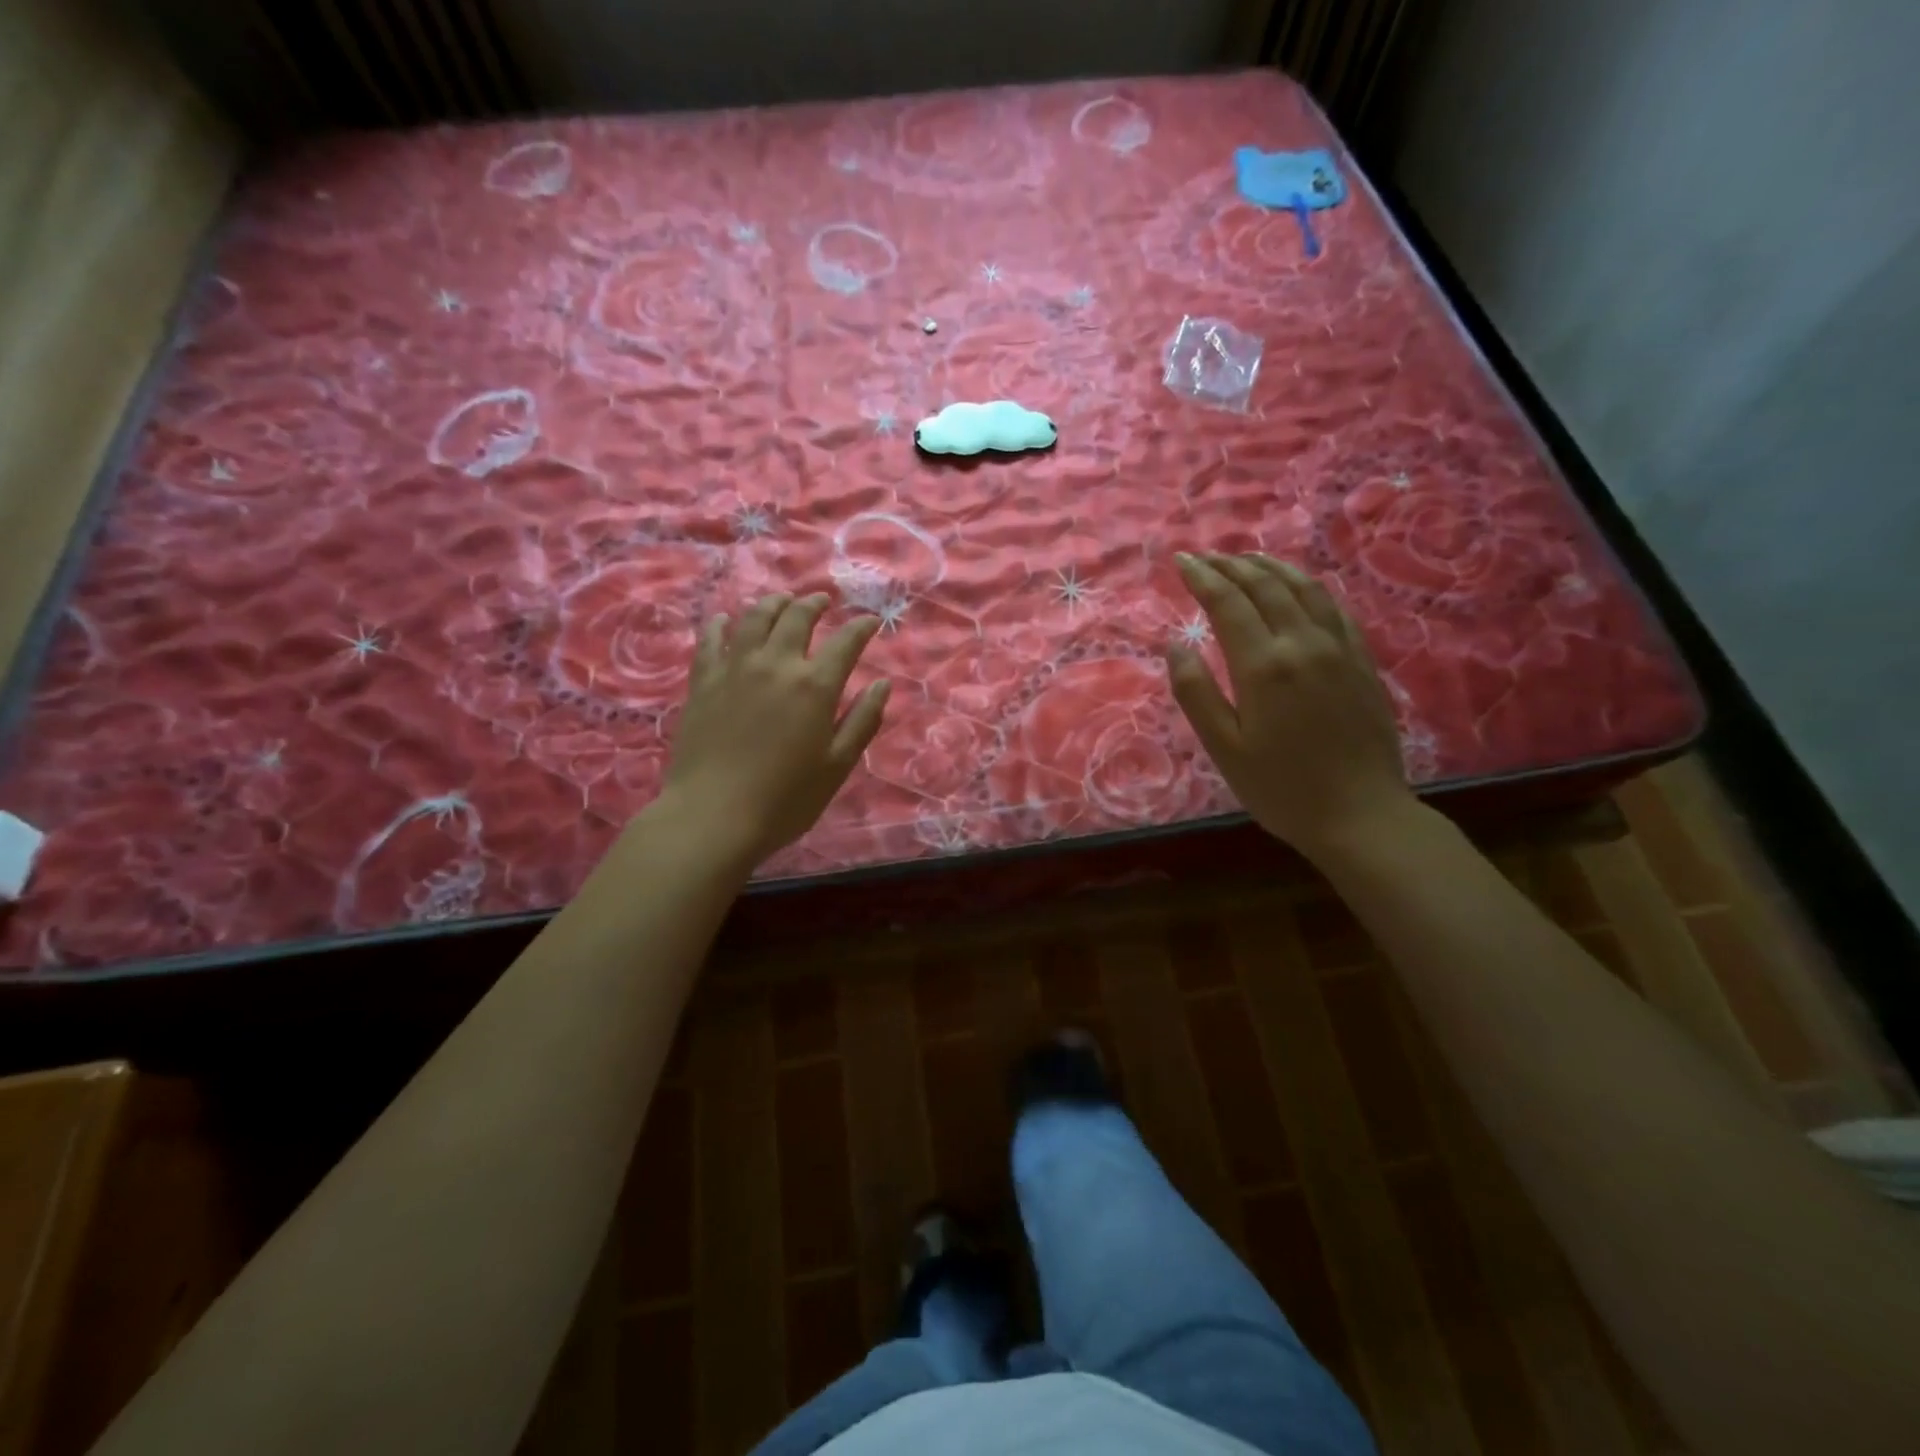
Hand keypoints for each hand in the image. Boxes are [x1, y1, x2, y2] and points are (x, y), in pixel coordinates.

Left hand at [661, 593, 888, 866]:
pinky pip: (711, 640)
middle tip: (822, 601)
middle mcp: (776, 664)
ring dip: (773, 604)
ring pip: (754, 618)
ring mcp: (734, 669)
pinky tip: (726, 620)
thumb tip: (882, 684)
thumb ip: (863, 721)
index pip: (845, 642)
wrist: (713, 816)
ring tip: (782, 601)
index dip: (861, 628)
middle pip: (797, 617)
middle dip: (814, 604)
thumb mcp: (837, 765)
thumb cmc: (785, 799)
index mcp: (815, 686)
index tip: (870, 622)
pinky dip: (722, 624)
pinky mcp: (703, 682)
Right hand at [1167, 552, 1413, 859]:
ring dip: (1271, 568)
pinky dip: (1308, 587)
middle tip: (1205, 557)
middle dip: (1232, 566)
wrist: (1361, 815)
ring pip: (1304, 588)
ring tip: (1246, 560)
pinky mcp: (1363, 661)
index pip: (1228, 603)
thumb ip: (1196, 692)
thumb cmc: (1281, 788)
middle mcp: (1304, 643)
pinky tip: (1298, 588)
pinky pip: (1334, 607)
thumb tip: (1175, 644)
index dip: (1202, 577)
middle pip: (1266, 586)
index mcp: (1264, 665)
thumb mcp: (1224, 748)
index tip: (1181, 561)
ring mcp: (1340, 649)